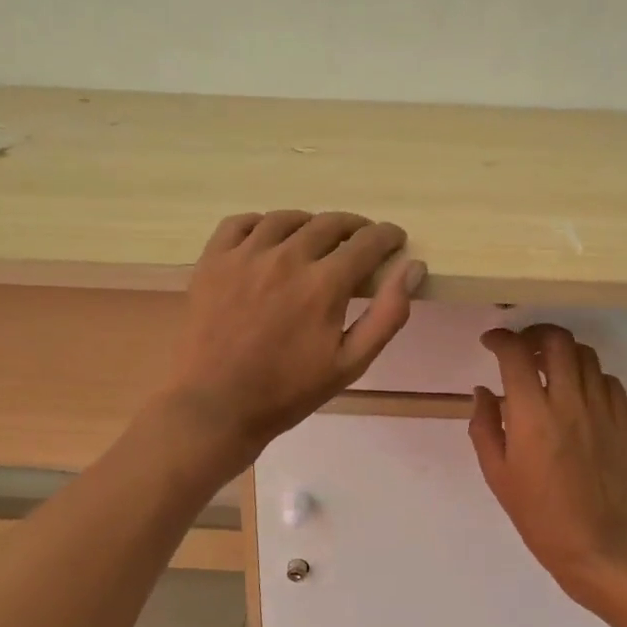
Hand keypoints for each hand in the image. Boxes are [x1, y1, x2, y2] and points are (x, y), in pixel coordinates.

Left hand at [160, 210, 424, 468]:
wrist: (215, 407)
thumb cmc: (287, 392)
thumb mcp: (350, 364)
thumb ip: (387, 314)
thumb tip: (413, 268)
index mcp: (324, 284)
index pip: (367, 242)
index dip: (387, 237)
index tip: (394, 240)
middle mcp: (286, 257)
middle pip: (329, 223)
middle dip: (355, 227)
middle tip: (361, 240)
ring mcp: (244, 255)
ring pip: (286, 219)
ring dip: (310, 224)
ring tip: (316, 239)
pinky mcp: (212, 261)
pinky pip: (240, 223)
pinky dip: (261, 224)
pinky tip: (268, 239)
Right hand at [468, 325, 626, 604]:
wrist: (597, 545)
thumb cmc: (538, 514)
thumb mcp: (496, 473)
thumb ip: (484, 426)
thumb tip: (484, 391)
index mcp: (532, 415)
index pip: (515, 354)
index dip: (500, 339)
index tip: (490, 342)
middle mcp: (569, 402)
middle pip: (557, 341)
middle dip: (534, 333)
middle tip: (521, 346)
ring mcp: (602, 410)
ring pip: (587, 355)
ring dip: (563, 352)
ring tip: (549, 366)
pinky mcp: (625, 422)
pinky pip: (609, 381)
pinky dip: (590, 376)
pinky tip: (578, 392)